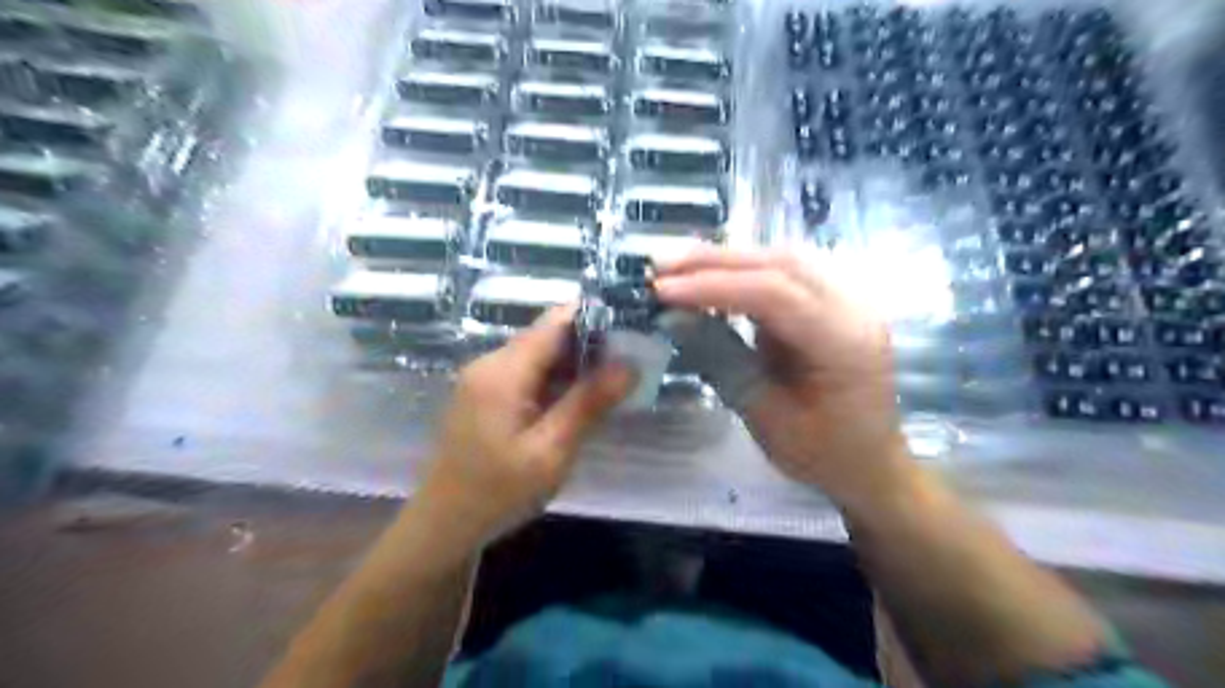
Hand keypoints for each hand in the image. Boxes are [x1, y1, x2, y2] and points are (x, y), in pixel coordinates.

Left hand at [417, 306, 636, 547]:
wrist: (444, 525)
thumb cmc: (498, 493)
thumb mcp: (551, 452)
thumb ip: (589, 404)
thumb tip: (629, 364)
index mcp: (504, 371)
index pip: (555, 321)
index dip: (596, 318)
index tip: (632, 328)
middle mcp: (490, 363)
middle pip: (547, 334)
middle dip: (590, 342)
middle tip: (631, 360)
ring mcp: (484, 377)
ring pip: (538, 353)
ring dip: (575, 362)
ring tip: (613, 378)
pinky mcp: (484, 393)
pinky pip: (526, 372)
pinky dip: (556, 378)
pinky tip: (578, 398)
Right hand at [654, 247, 912, 509]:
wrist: (871, 465)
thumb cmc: (823, 454)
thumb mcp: (766, 418)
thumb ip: (723, 361)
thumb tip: (675, 318)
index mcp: (845, 342)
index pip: (774, 293)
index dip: (713, 286)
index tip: (662, 290)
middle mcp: (854, 308)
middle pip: (780, 263)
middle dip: (715, 261)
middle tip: (661, 266)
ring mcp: (848, 300)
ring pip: (783, 260)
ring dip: (728, 259)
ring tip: (678, 266)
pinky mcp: (833, 303)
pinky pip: (787, 273)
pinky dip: (745, 270)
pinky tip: (713, 275)